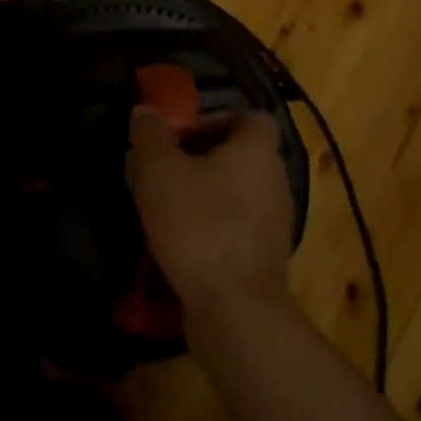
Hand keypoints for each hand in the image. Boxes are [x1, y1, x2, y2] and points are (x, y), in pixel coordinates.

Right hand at [126, 108, 293, 323]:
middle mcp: (275, 181)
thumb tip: (146, 111)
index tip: (178, 136)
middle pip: (239, 155)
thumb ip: (150, 134)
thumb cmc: (199, 224)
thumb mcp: (159, 170)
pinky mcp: (264, 258)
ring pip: (235, 193)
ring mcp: (274, 223)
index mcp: (257, 151)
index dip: (213, 119)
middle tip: (162, 169)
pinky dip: (210, 227)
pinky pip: (235, 227)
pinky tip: (178, 242)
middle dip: (199, 158)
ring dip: (203, 194)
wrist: (235, 309)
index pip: (248, 117)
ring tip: (163, 206)